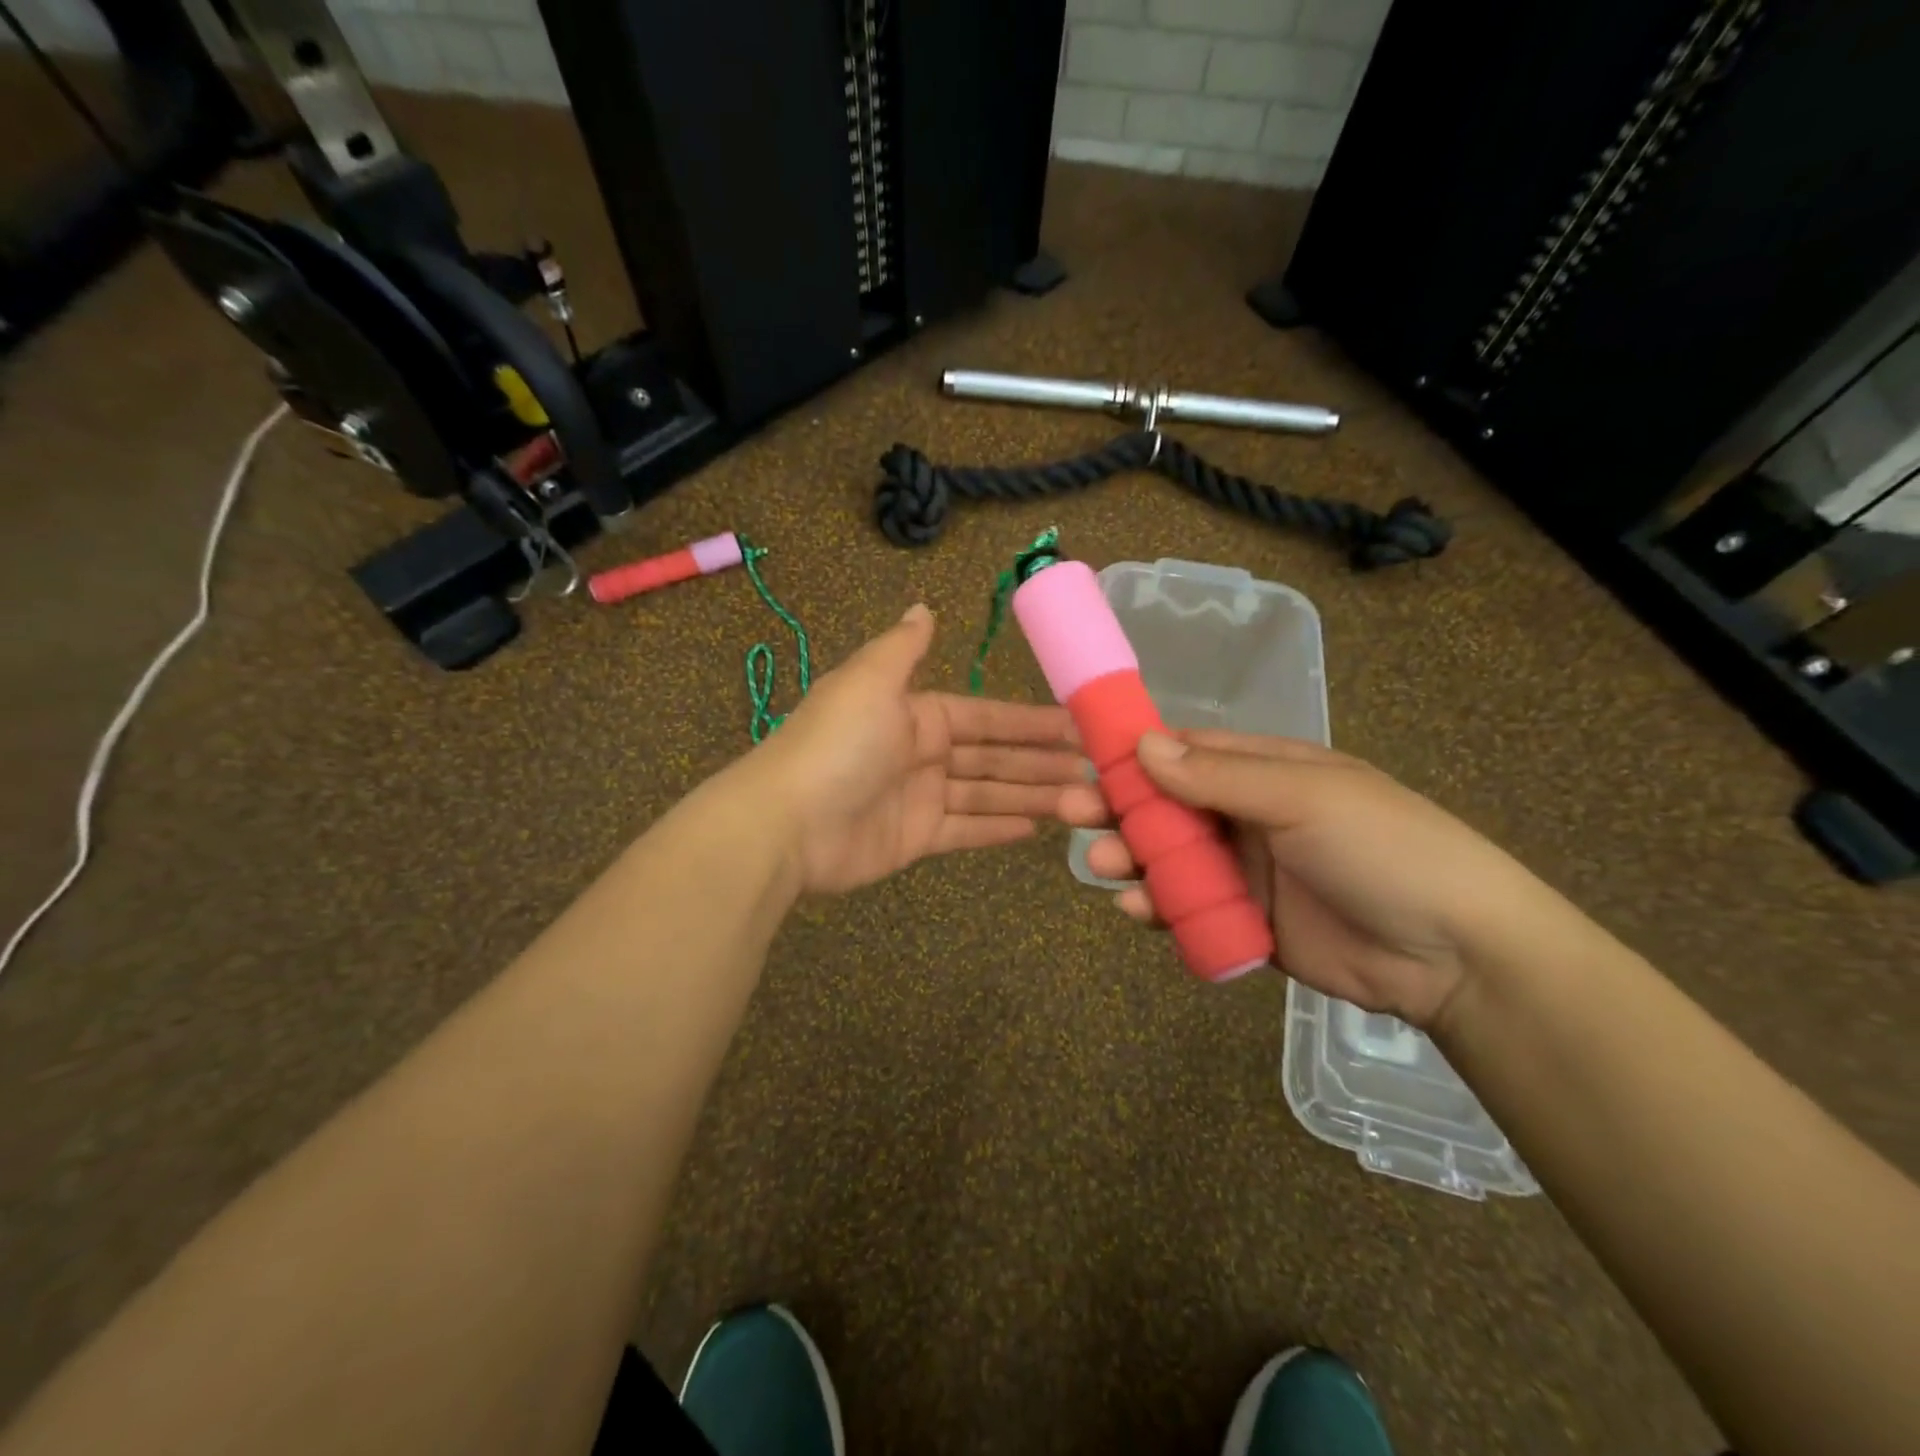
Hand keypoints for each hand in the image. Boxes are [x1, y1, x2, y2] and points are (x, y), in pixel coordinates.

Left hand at [742, 605, 1083, 894]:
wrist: (787, 822)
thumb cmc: (838, 744)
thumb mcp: (870, 681)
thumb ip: (902, 648)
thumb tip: (923, 609)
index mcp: (915, 713)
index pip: (985, 716)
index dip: (1029, 721)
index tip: (1075, 726)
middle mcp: (921, 752)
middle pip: (992, 756)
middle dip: (1039, 761)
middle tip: (1093, 770)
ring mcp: (919, 798)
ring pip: (986, 794)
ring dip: (1030, 795)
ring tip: (1080, 801)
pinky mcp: (915, 839)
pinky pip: (965, 830)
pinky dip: (998, 828)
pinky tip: (1037, 827)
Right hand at [1059, 731, 1566, 1027]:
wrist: (1456, 954)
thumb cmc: (1383, 849)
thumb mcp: (1304, 797)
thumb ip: (1219, 777)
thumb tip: (1142, 744)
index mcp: (1264, 772)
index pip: (1185, 753)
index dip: (1134, 753)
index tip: (1084, 758)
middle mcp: (1246, 816)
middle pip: (1166, 807)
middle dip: (1119, 808)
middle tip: (1072, 814)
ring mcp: (1244, 872)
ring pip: (1169, 860)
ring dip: (1131, 858)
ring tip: (1099, 865)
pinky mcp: (1245, 923)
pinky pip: (1188, 911)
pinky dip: (1157, 910)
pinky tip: (1134, 912)